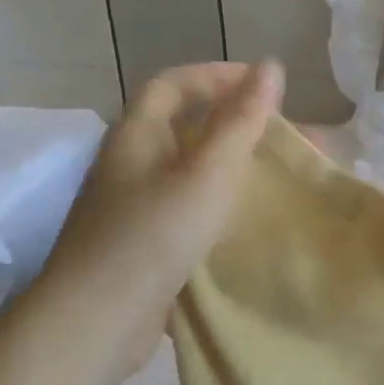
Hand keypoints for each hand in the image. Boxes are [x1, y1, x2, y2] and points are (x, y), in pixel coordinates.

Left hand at [44, 60, 283, 370]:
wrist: (99, 318)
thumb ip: (241, 121)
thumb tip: (271, 66)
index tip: (264, 86)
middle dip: (236, 124)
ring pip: (190, 170)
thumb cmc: (154, 234)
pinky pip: (188, 207)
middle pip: (185, 126)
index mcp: (137, 134)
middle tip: (284, 137)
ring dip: (232, 166)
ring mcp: (133, 205)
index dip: (218, 76)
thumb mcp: (207, 172)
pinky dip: (220, 203)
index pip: (174, 83)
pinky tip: (249, 220)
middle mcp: (130, 163)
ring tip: (278, 177)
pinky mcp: (143, 243)